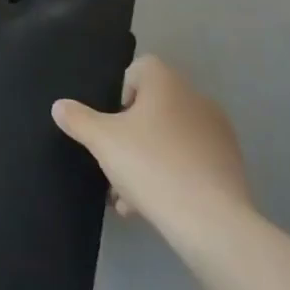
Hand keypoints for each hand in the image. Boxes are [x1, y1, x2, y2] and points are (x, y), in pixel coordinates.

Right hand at [52, 55, 251, 227]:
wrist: (210, 221)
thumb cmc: (151, 166)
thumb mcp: (102, 141)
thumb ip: (78, 120)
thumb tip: (59, 105)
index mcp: (167, 84)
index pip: (141, 68)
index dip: (121, 90)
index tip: (111, 121)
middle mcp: (196, 99)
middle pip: (154, 106)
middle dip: (131, 132)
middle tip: (114, 160)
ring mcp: (218, 133)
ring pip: (171, 137)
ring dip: (148, 157)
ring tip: (127, 194)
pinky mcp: (229, 165)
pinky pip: (190, 161)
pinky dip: (171, 175)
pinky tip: (152, 206)